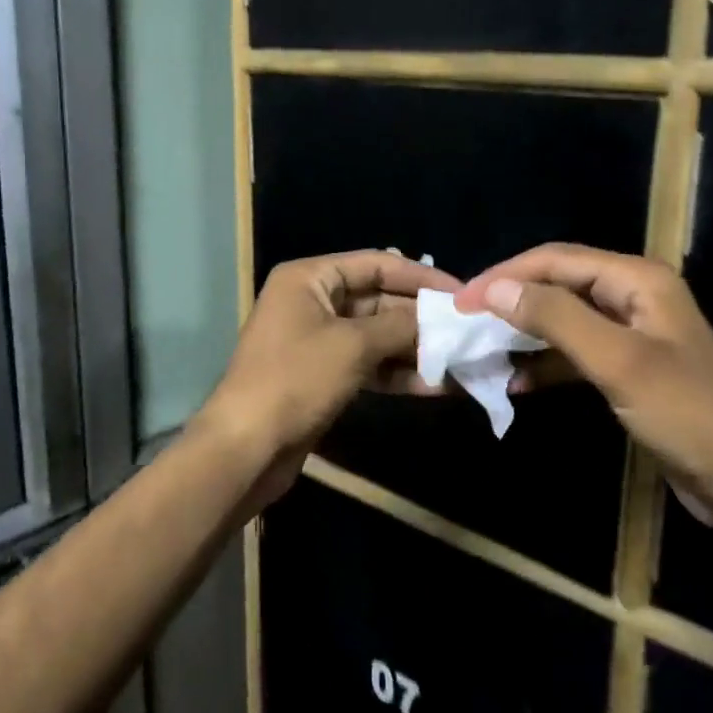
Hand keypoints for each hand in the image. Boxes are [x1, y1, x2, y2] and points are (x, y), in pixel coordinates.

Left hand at [199, 250, 460, 510]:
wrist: (245, 448)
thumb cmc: (296, 380)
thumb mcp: (353, 345)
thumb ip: (400, 326)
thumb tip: (440, 319)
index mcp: (310, 278)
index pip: (376, 263)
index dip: (421, 276)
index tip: (461, 292)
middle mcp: (313, 302)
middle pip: (379, 300)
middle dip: (421, 318)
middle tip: (467, 331)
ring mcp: (317, 341)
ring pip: (377, 336)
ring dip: (415, 349)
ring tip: (460, 360)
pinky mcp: (323, 376)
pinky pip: (368, 365)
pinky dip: (398, 374)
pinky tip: (436, 386)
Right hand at [457, 244, 712, 522]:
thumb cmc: (685, 413)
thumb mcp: (616, 360)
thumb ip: (555, 318)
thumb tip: (495, 289)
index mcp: (638, 280)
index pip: (557, 260)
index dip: (506, 275)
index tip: (461, 300)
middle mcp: (635, 296)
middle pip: (560, 284)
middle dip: (513, 300)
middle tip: (466, 322)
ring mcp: (633, 333)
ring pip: (565, 320)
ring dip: (526, 334)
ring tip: (484, 350)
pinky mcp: (630, 369)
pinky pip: (577, 353)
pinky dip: (547, 364)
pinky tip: (518, 383)